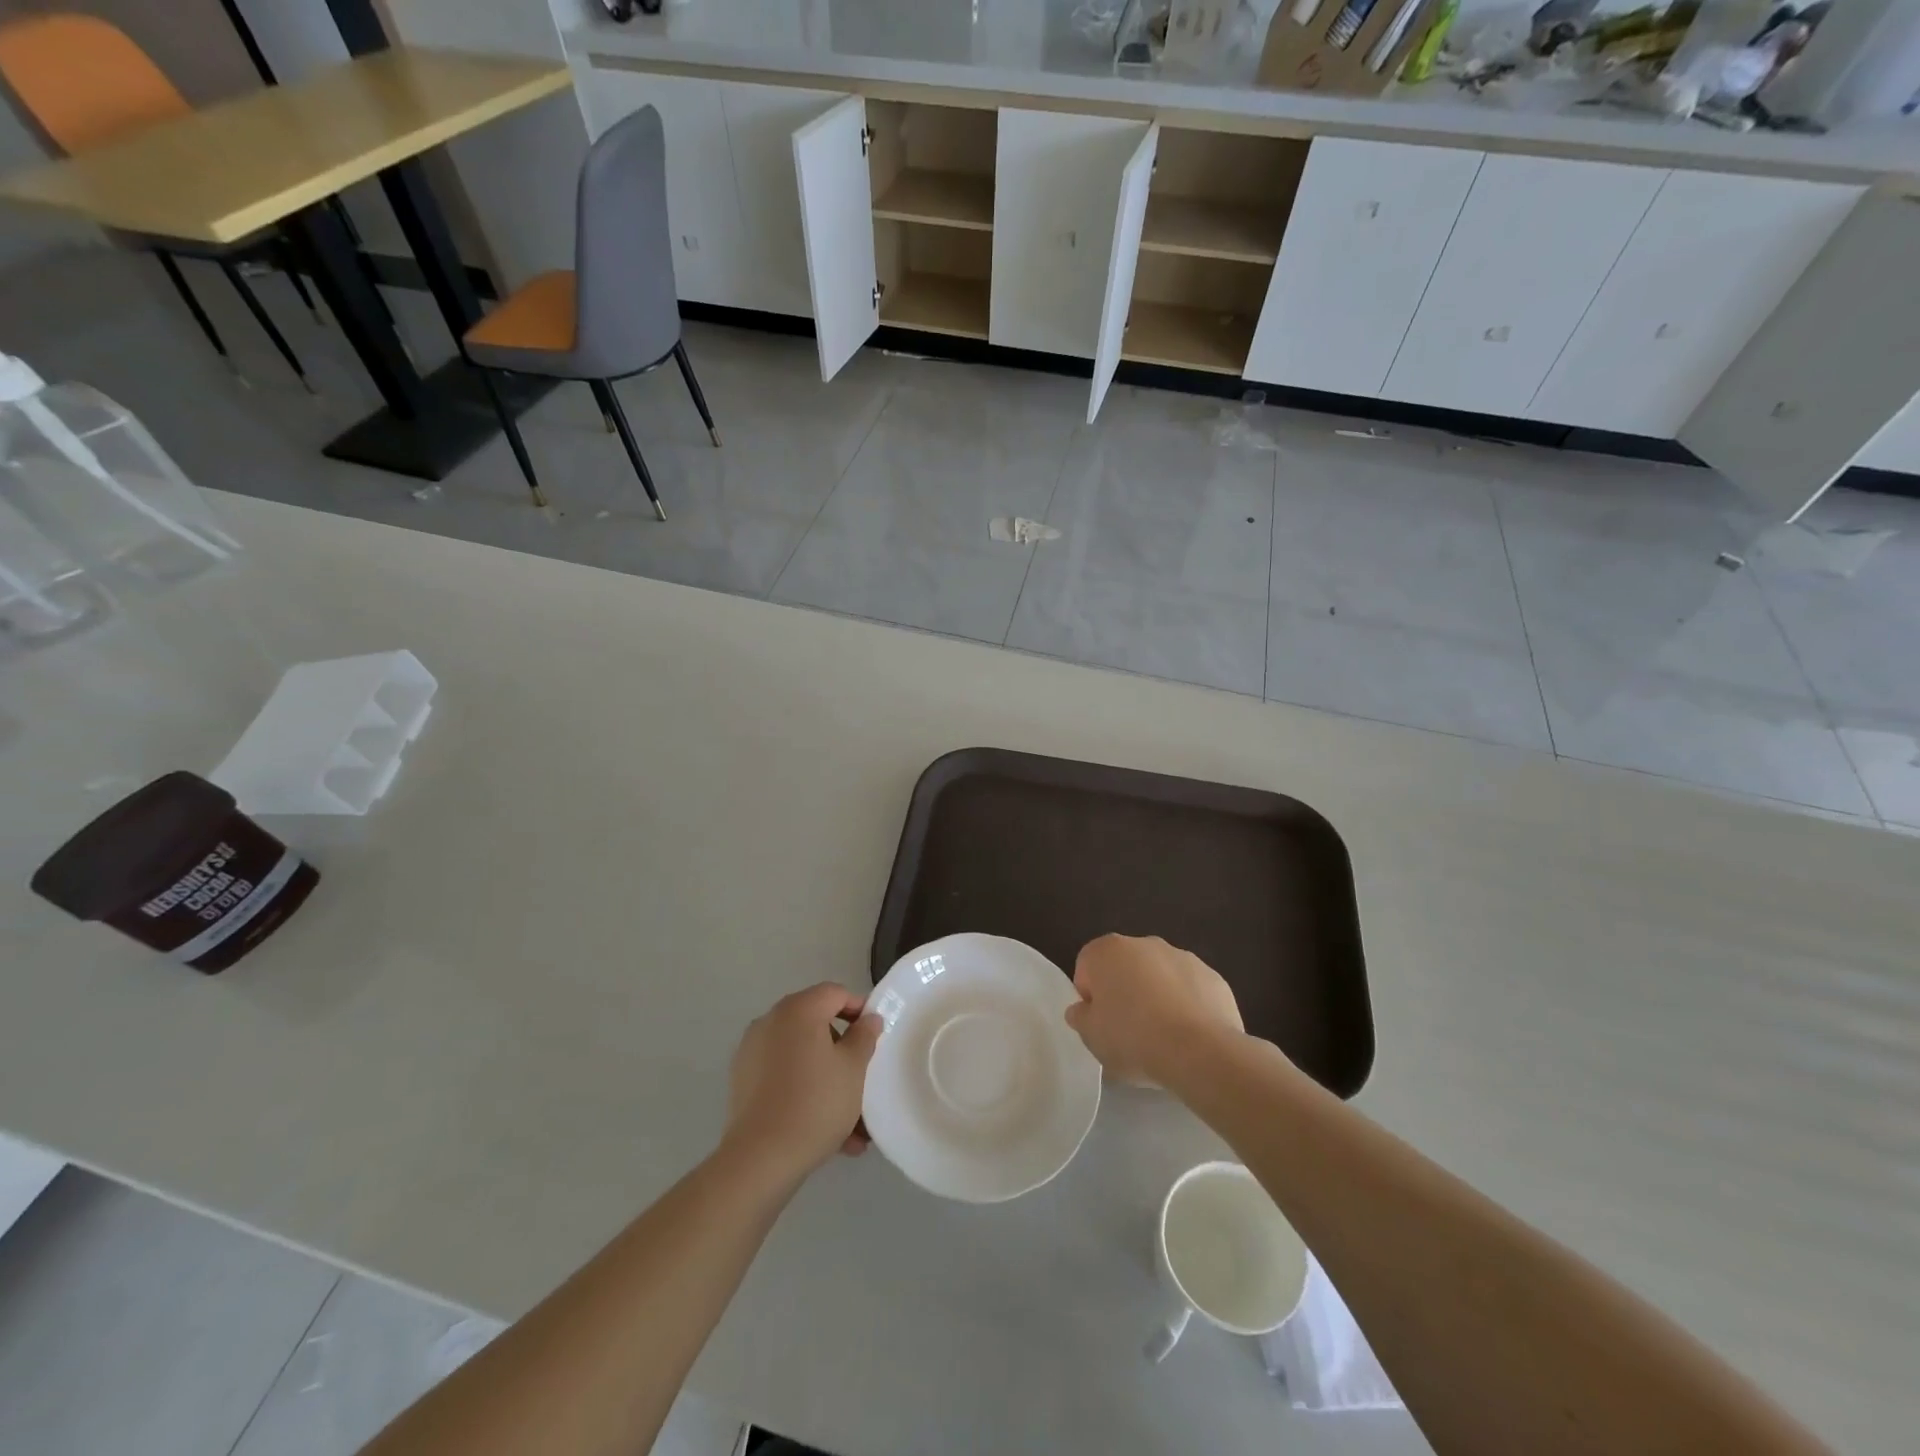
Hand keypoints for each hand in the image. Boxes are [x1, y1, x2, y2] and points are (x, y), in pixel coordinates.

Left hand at [724, 984, 882, 1181]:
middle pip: (816, 1024)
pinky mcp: (743, 1081)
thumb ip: (864, 1036)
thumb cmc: (815, 1103)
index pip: (835, 993)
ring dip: (826, 1078)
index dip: (859, 1009)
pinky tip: (826, 1130)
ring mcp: (752, 1051)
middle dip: (842, 1052)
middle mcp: (771, 1021)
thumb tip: (868, 1019)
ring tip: (851, 1123)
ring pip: (801, 1056)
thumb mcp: (853, 1068)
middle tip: (863, 1079)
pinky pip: (783, 1077)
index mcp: (798, 1009)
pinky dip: (804, 1091)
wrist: (760, 1158)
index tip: (875, 1037)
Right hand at [1064, 934, 1242, 1085]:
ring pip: (1159, 976)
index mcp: (1107, 951)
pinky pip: (1190, 990)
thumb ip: (1080, 1017)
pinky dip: (1187, 1006)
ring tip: (1162, 1037)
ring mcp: (1182, 957)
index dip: (1090, 997)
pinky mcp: (1213, 977)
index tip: (1099, 1023)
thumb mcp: (1091, 1037)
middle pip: (1125, 967)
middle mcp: (1144, 944)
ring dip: (1157, 996)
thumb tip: (1082, 1010)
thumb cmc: (1133, 1038)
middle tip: (1128, 1030)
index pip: (1087, 967)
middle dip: (1124, 992)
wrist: (1199, 1052)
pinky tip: (1189, 1036)